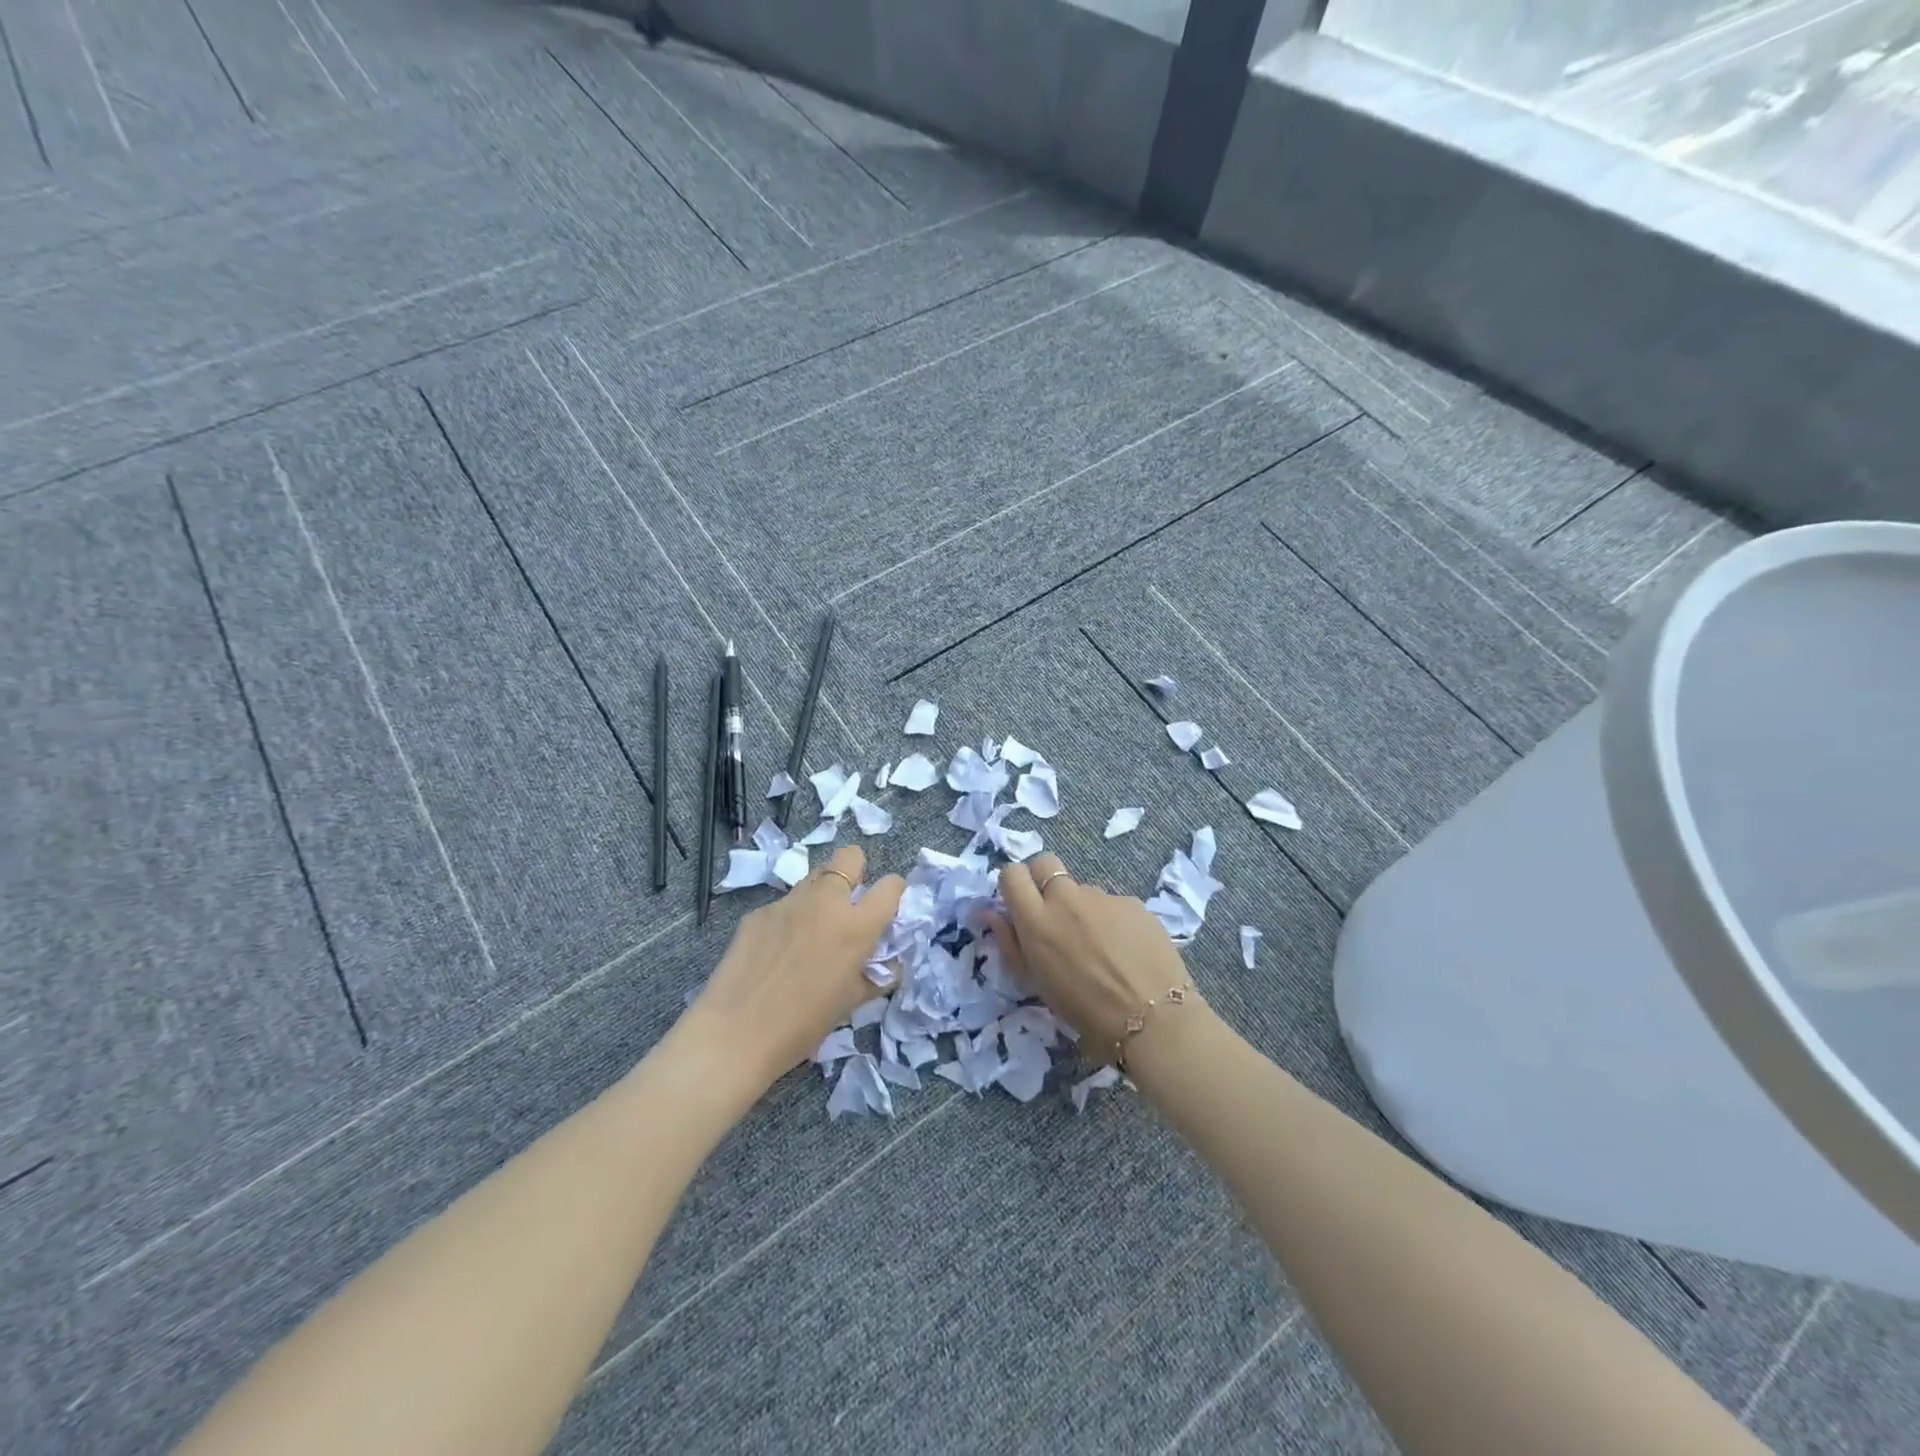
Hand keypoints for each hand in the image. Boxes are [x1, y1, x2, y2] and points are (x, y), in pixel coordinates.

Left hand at [683, 845, 905, 1093]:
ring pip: (815, 877)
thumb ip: (876, 975)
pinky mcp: (759, 912)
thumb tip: (889, 964)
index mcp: (855, 927)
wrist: (735, 1034)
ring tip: (812, 929)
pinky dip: (790, 919)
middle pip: (850, 857)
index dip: (893, 893)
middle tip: (849, 905)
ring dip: (822, 894)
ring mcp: (788, 902)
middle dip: (856, 872)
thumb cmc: (802, 1025)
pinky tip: (776, 950)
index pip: (891, 886)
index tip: (887, 908)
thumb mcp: (851, 1003)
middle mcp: (825, 902)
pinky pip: (785, 904)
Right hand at [993, 852, 1201, 1066]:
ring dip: (1081, 908)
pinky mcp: (1132, 902)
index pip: (1012, 873)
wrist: (1152, 1019)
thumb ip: (1010, 942)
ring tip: (1099, 947)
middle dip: (1043, 879)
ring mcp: (1102, 896)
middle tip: (1054, 914)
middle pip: (1045, 863)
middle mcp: (1066, 898)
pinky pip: (1112, 904)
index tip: (1020, 905)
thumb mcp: (1036, 983)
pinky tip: (1125, 950)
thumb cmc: (1084, 1011)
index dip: (1014, 885)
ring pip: (1081, 889)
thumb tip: (990, 912)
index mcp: (1036, 919)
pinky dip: (1111, 920)